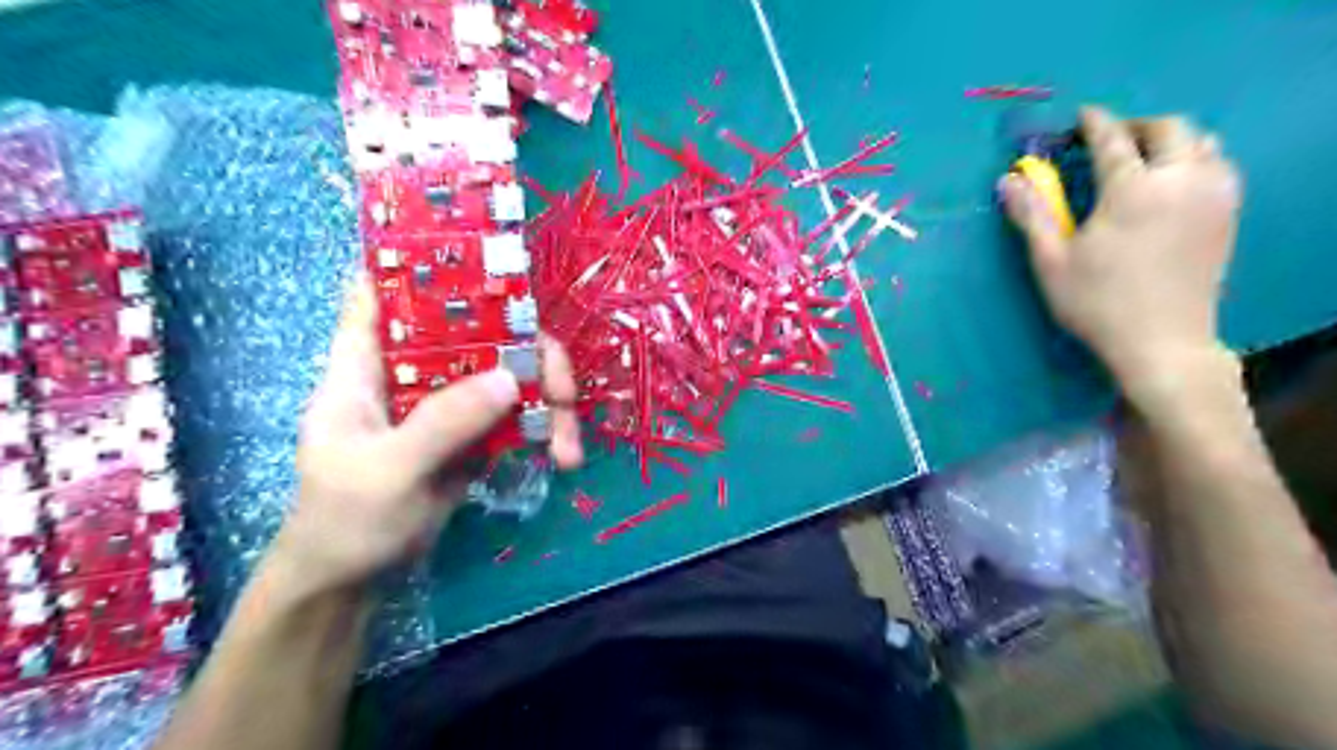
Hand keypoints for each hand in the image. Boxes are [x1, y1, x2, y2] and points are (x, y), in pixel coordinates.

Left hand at [273, 279, 582, 600]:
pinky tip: (564, 457)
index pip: (386, 289)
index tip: (485, 251)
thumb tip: (511, 377)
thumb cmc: (345, 519)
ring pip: (509, 373)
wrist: (353, 582)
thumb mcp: (388, 470)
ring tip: (568, 444)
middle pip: (479, 330)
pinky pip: (518, 415)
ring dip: (548, 400)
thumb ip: (444, 422)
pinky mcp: (475, 432)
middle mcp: (414, 370)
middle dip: (529, 350)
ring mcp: (449, 401)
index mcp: (368, 362)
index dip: (425, 260)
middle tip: (562, 388)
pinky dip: (546, 431)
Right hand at [1002, 106, 1241, 405]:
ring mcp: (1213, 195)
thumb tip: (1007, 179)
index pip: (1112, 140)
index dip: (1095, 123)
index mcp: (1133, 189)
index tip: (1083, 115)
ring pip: (1202, 142)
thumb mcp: (1052, 261)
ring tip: (1142, 159)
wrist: (1163, 341)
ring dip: (1170, 141)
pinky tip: (1172, 183)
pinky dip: (1194, 159)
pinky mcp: (1227, 214)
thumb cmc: (1097, 302)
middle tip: (1110, 140)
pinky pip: (1218, 165)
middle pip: (1169, 129)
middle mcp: (1181, 180)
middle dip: (1137, 126)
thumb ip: (1031, 214)